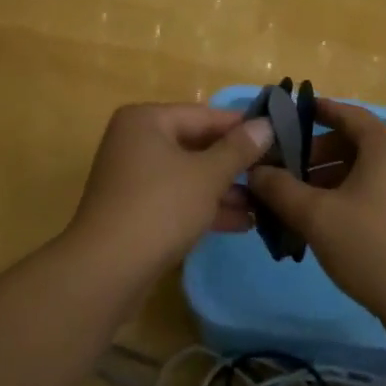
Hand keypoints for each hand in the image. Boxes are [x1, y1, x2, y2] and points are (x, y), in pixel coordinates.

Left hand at [65, 103, 275, 274]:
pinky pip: (177, 199)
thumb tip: (266, 124)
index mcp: (146, 120)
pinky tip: (243, 223)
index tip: (279, 136)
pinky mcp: (135, 210)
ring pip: (188, 175)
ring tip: (265, 203)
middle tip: (275, 172)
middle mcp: (136, 141)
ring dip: (225, 189)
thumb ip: (238, 149)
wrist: (106, 270)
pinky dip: (205, 207)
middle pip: (196, 145)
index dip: (242, 127)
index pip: (204, 115)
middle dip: (234, 163)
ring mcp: (133, 178)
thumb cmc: (160, 208)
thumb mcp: (207, 175)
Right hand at [247, 99, 385, 323]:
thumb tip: (254, 170)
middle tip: (277, 171)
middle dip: (310, 155)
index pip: (343, 113)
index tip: (279, 119)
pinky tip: (317, 221)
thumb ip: (280, 188)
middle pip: (348, 142)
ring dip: (323, 180)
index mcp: (385, 143)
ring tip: (290, 201)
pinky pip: (370, 189)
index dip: (310, 113)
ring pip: (357, 168)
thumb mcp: (316, 215)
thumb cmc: (371, 246)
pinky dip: (342, 195)